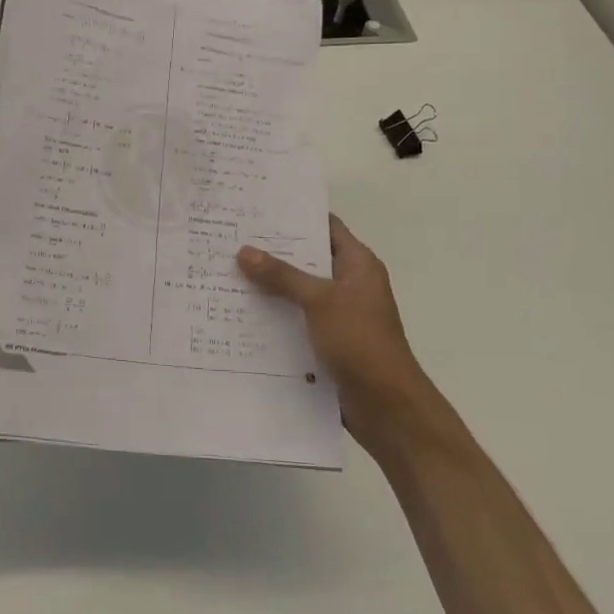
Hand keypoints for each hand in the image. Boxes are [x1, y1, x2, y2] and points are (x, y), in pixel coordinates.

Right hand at [237, 215, 426, 451]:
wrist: (386, 406)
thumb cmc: (360, 341)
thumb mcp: (319, 301)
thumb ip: (282, 275)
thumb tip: (244, 251)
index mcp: (358, 264)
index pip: (325, 226)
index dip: (295, 215)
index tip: (258, 207)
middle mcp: (349, 283)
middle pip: (307, 258)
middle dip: (273, 250)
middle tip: (232, 237)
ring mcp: (338, 313)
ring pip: (298, 289)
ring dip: (270, 284)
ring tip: (227, 270)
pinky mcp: (327, 339)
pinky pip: (296, 318)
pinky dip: (275, 313)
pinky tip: (241, 310)